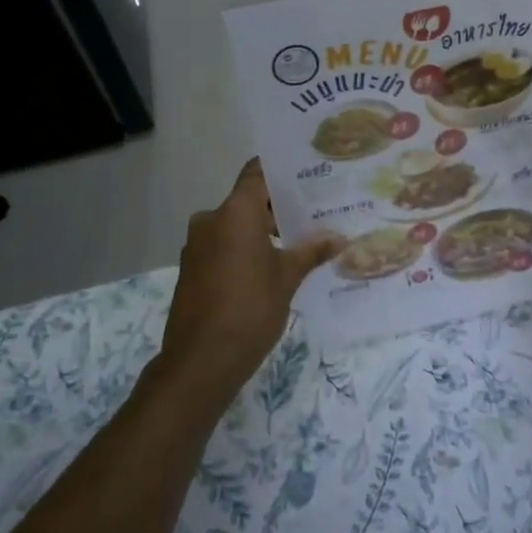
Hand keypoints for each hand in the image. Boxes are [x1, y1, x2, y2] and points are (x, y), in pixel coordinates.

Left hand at [154, 160, 341, 407]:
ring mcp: (197, 245)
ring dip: (262, 231)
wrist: (200, 361)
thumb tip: (339, 238)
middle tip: (315, 213)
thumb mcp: (287, 278)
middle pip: (248, 200)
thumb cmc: (249, 309)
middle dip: (279, 207)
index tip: (307, 173)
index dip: (280, 171)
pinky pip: (223, 245)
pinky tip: (270, 267)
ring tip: (298, 242)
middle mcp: (211, 219)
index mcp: (235, 212)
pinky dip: (244, 249)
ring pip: (235, 225)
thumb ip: (311, 252)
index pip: (257, 173)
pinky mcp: (192, 268)